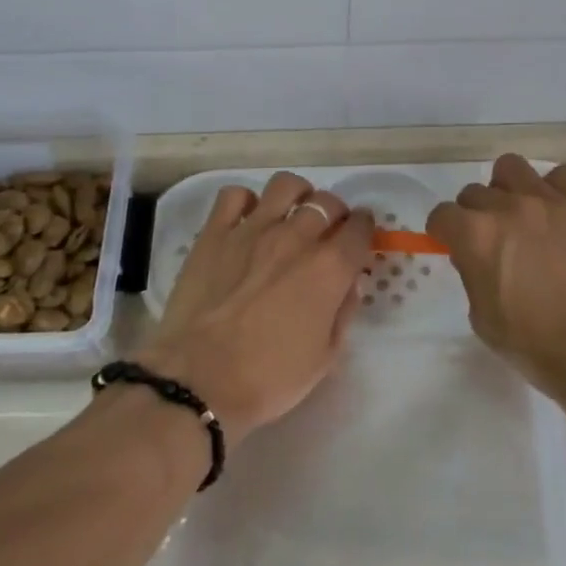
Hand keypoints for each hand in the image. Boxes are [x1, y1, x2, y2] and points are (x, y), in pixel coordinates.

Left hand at [136, 172, 372, 445]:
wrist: (200, 379)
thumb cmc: (269, 377)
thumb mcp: (325, 357)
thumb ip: (343, 312)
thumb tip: (349, 283)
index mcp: (329, 267)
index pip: (360, 228)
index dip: (365, 229)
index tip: (360, 236)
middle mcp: (296, 237)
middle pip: (327, 202)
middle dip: (335, 213)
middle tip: (327, 232)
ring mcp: (253, 229)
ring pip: (285, 186)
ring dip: (297, 195)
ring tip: (292, 213)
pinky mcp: (215, 232)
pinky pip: (235, 195)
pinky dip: (246, 202)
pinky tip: (247, 220)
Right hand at [426, 154, 565, 393]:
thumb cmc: (534, 343)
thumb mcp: (482, 317)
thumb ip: (472, 275)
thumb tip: (476, 257)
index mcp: (475, 235)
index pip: (442, 215)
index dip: (443, 231)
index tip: (450, 244)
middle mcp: (507, 207)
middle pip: (474, 192)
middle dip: (474, 213)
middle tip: (490, 238)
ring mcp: (547, 201)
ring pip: (512, 167)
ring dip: (508, 188)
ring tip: (520, 213)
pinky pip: (563, 175)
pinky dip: (556, 188)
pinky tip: (557, 211)